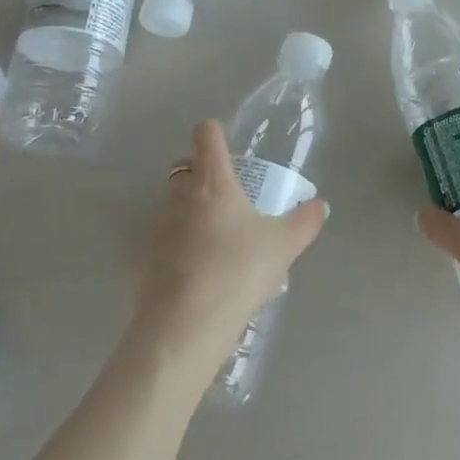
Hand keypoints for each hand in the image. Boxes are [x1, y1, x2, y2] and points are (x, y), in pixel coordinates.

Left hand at [129, 120, 327, 382]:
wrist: (186, 326)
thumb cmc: (239, 271)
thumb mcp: (284, 246)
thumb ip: (305, 221)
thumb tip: (321, 206)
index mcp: (212, 181)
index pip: (206, 134)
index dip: (216, 133)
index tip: (228, 148)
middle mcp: (178, 195)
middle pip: (185, 169)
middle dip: (202, 178)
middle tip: (228, 203)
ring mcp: (154, 226)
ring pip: (171, 206)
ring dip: (189, 216)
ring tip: (215, 248)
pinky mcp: (138, 259)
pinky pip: (159, 243)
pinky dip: (174, 251)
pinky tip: (193, 278)